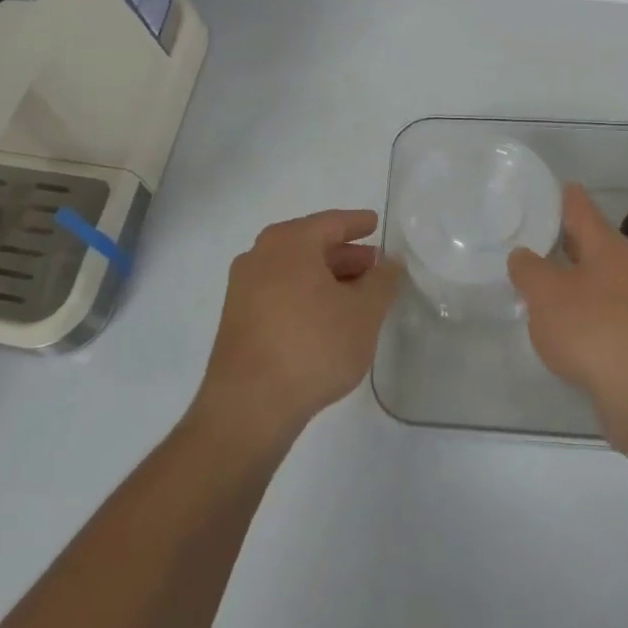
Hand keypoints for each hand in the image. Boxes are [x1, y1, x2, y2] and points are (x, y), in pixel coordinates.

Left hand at [192, 209, 401, 448]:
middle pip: (310, 245)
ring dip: (326, 277)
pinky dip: (306, 295)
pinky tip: (327, 317)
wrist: (250, 405)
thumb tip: (389, 263)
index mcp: (290, 242)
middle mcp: (260, 255)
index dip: (357, 223)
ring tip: (356, 294)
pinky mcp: (237, 319)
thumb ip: (381, 282)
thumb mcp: (363, 313)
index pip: (331, 222)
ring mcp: (243, 288)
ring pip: (294, 271)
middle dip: (344, 254)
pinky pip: (279, 292)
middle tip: (373, 265)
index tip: (375, 223)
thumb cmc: (313, 345)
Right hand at [508, 184, 627, 452]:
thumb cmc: (594, 330)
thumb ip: (529, 270)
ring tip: (535, 283)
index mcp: (607, 246)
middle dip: (561, 240)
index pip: (580, 207)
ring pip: (595, 281)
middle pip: (590, 244)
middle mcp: (626, 268)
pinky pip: (601, 315)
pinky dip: (579, 314)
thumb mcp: (546, 294)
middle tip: (527, 237)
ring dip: (569, 280)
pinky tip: (559, 328)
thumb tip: (524, 256)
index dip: (560, 196)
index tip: (540, 190)